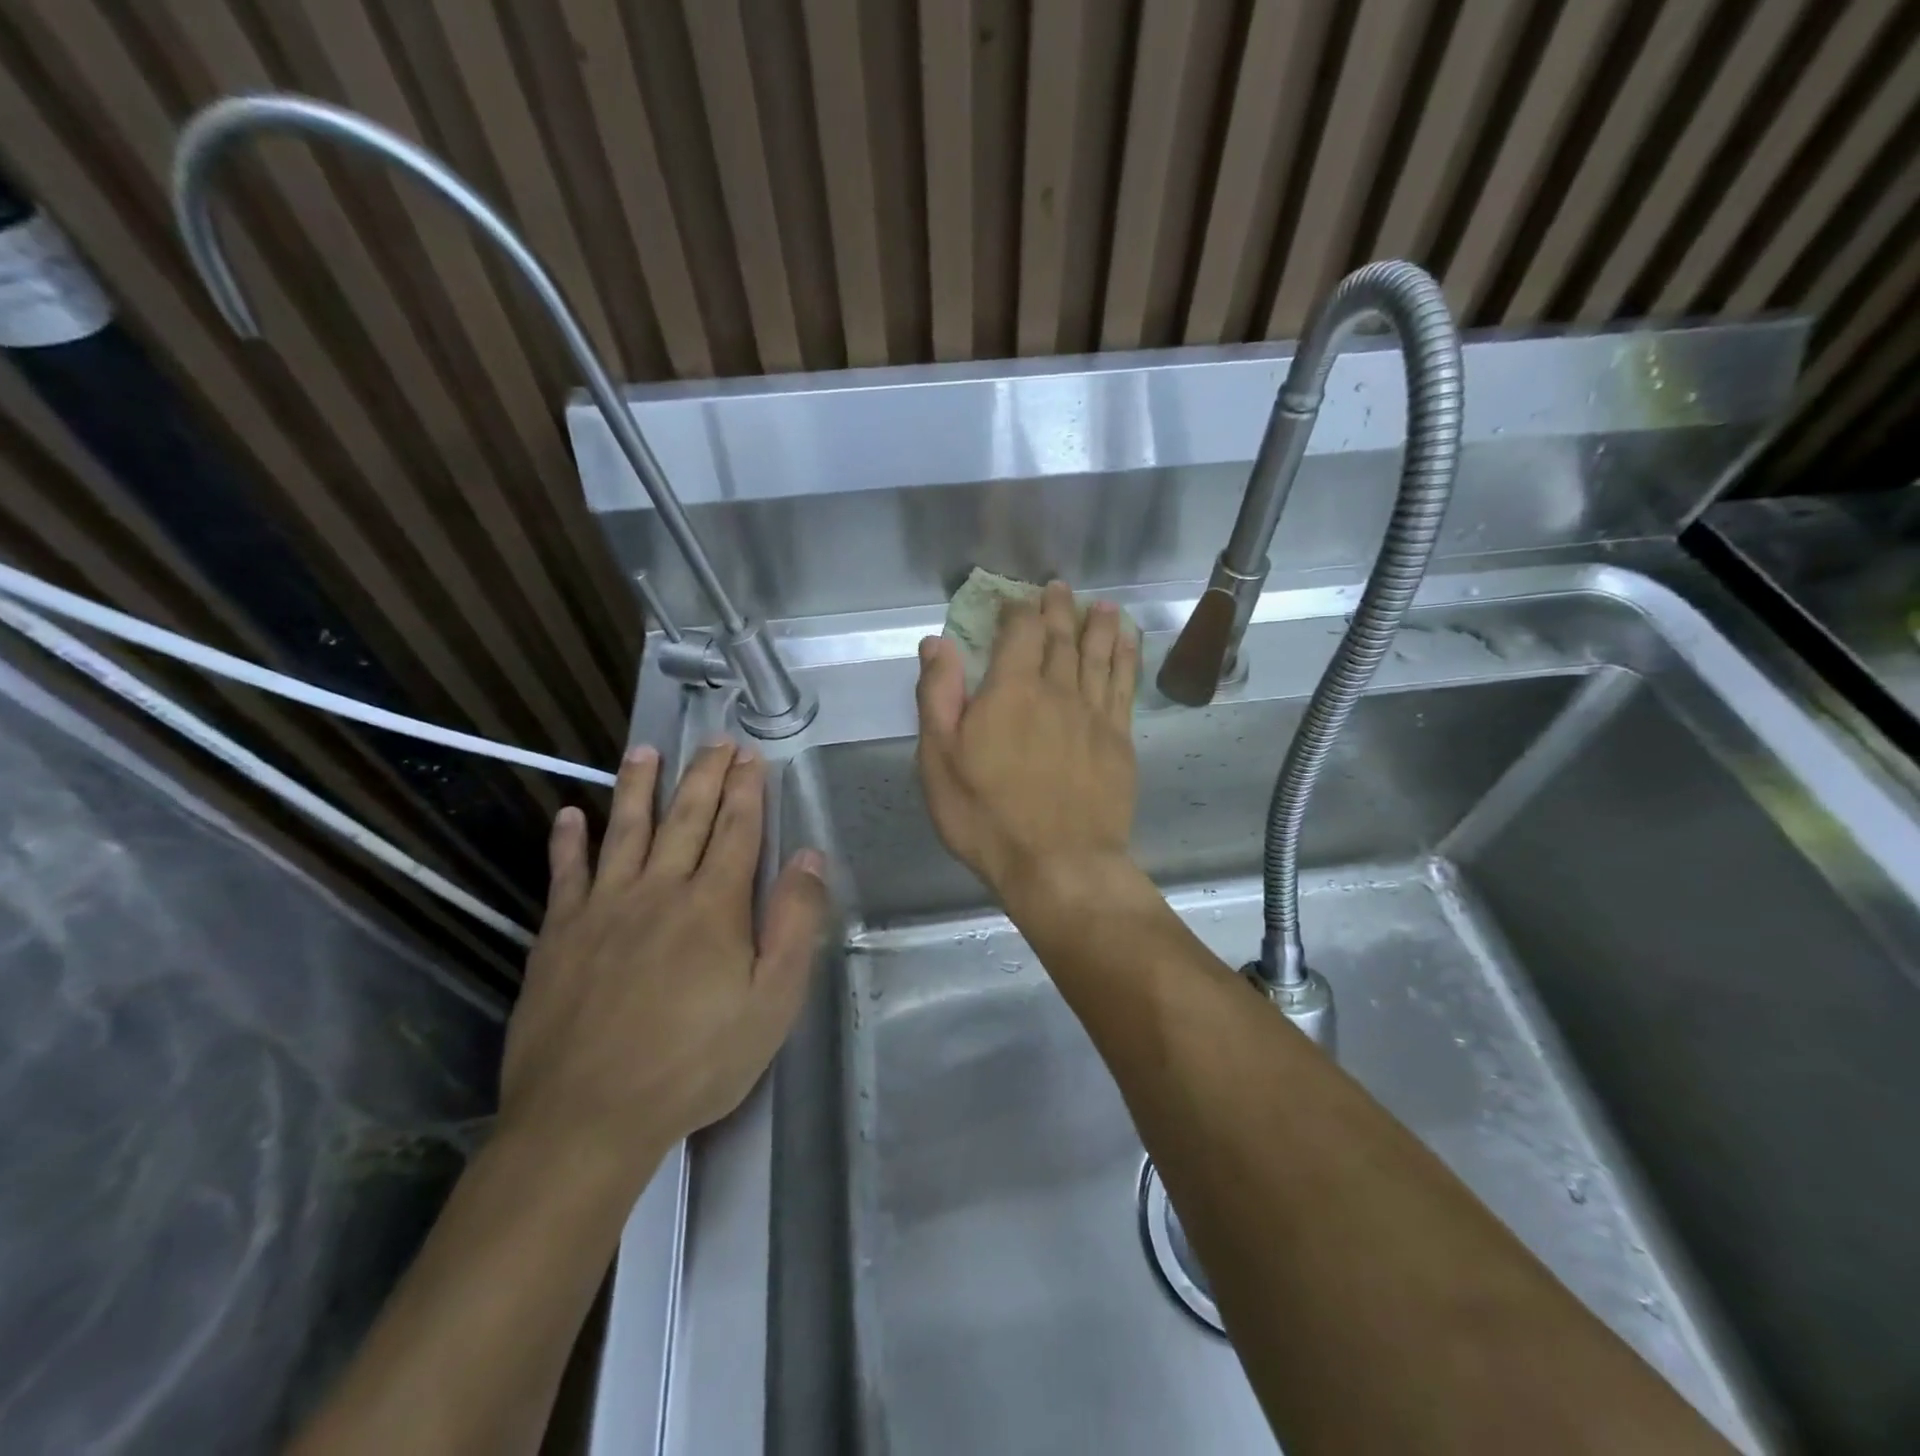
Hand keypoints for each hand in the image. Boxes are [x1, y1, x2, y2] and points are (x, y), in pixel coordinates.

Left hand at [500, 743, 829, 1176]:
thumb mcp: (771, 1002)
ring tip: (645, 751)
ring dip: (638, 787)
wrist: (588, 1116)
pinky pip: (566, 874)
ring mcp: (603, 908)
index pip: (737, 831)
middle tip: (715, 742)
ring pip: (625, 831)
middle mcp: (658, 890)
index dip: (747, 790)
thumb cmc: (695, 1063)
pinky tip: (571, 815)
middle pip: (686, 818)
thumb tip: (810, 857)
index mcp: (713, 905)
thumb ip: (794, 924)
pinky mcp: (559, 935)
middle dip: (704, 775)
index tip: (751, 757)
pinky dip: (568, 842)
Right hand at [916, 580, 1139, 904]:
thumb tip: (936, 643)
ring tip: (1101, 605)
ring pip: (1098, 655)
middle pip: (1061, 637)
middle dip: (1058, 609)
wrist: (1059, 864)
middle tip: (1059, 588)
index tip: (1014, 601)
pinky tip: (1128, 644)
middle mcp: (1057, 690)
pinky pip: (1124, 684)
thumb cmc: (987, 816)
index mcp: (1010, 690)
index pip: (1019, 632)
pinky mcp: (1119, 739)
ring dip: (1099, 626)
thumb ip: (938, 696)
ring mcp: (1094, 714)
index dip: (1017, 611)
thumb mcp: (939, 760)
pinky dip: (1126, 658)